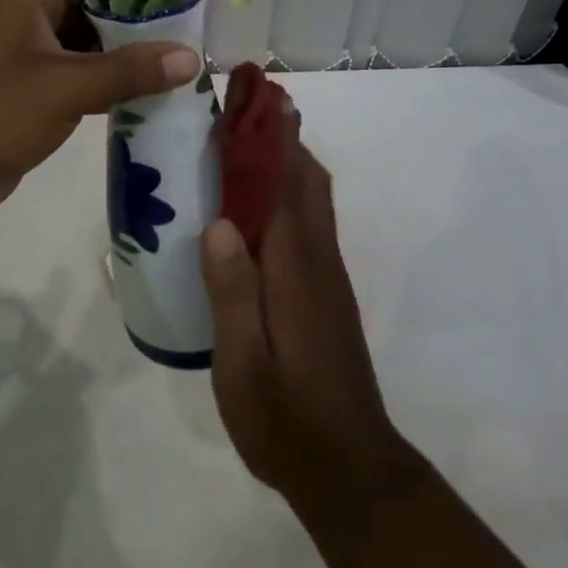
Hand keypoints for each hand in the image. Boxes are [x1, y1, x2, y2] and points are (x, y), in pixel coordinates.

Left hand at [0, 0, 198, 213]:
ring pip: (78, 45)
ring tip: (168, 69)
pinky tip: (134, 96)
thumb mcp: (66, 87)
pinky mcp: (18, 89)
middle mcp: (18, 17)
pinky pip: (66, 74)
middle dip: (130, 27)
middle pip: (86, 9)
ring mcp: (16, 55)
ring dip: (116, 58)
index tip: (178, 0)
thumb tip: (191, 57)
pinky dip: (96, 83)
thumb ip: (129, 71)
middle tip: (181, 40)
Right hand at [202, 78, 417, 517]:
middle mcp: (318, 259)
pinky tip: (251, 205)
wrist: (349, 469)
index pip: (286, 185)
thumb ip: (232, 292)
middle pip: (307, 180)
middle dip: (280, 136)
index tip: (250, 98)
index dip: (270, 137)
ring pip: (311, 198)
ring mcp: (326, 275)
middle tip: (238, 109)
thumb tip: (219, 223)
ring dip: (285, 160)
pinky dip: (286, 192)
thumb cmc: (285, 418)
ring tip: (240, 142)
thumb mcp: (242, 363)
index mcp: (296, 268)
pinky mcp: (324, 292)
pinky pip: (307, 222)